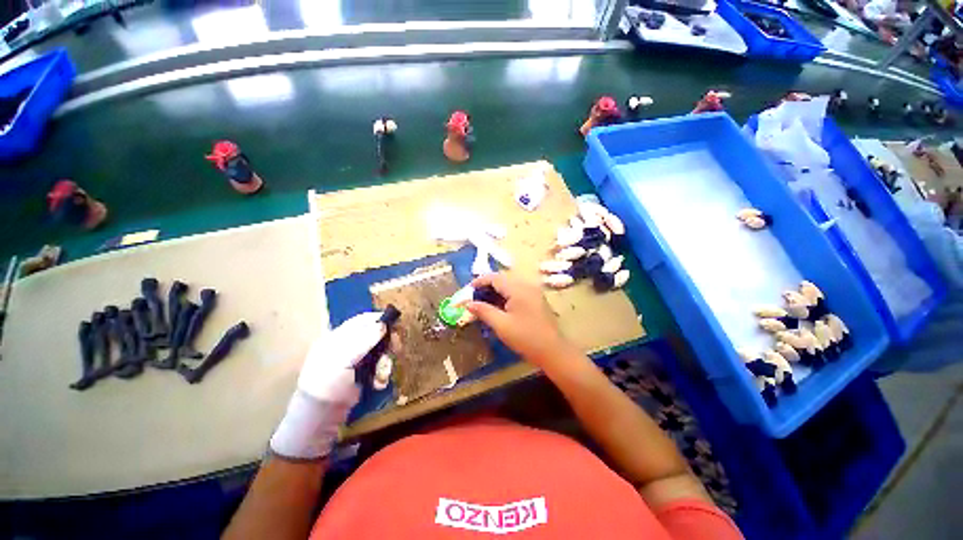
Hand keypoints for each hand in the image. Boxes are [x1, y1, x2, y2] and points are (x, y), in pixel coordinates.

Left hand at [270, 312, 387, 459]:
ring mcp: (356, 360)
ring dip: (385, 362)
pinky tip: (378, 383)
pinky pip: (379, 367)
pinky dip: (382, 374)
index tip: (395, 323)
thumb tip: (383, 324)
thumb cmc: (326, 384)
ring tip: (381, 375)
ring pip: (380, 352)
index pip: (361, 321)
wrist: (319, 418)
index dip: (378, 319)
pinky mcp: (363, 374)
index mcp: (337, 337)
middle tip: (396, 349)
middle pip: (375, 335)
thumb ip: (363, 341)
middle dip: (386, 343)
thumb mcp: (342, 360)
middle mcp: (347, 346)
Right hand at [466, 272, 577, 368]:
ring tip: (483, 304)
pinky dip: (505, 297)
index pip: (495, 278)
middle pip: (502, 280)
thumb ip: (483, 311)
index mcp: (518, 289)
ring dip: (495, 292)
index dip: (479, 282)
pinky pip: (517, 292)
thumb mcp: (501, 325)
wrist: (553, 351)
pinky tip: (498, 308)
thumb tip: (468, 303)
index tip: (467, 291)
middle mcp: (527, 286)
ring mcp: (533, 292)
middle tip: (473, 299)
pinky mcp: (536, 300)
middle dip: (486, 287)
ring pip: (509, 286)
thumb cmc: (526, 338)